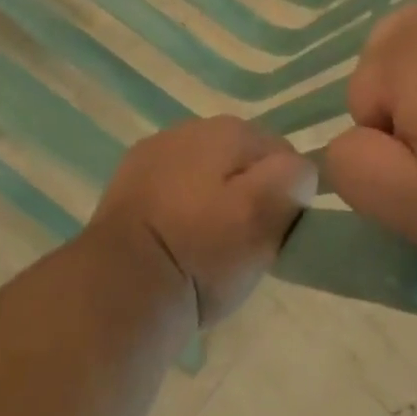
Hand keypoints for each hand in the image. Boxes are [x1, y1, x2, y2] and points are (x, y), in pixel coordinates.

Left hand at [91, 116, 315, 326]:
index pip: (283, 153)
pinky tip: (177, 243)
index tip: (275, 233)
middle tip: (245, 245)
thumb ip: (294, 178)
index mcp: (228, 128)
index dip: (286, 195)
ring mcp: (153, 154)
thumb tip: (297, 170)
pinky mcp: (128, 184)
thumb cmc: (201, 251)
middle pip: (242, 162)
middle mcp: (189, 127)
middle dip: (250, 196)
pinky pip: (174, 192)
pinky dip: (181, 213)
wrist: (119, 288)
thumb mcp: (265, 215)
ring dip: (215, 203)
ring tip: (209, 249)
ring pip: (207, 176)